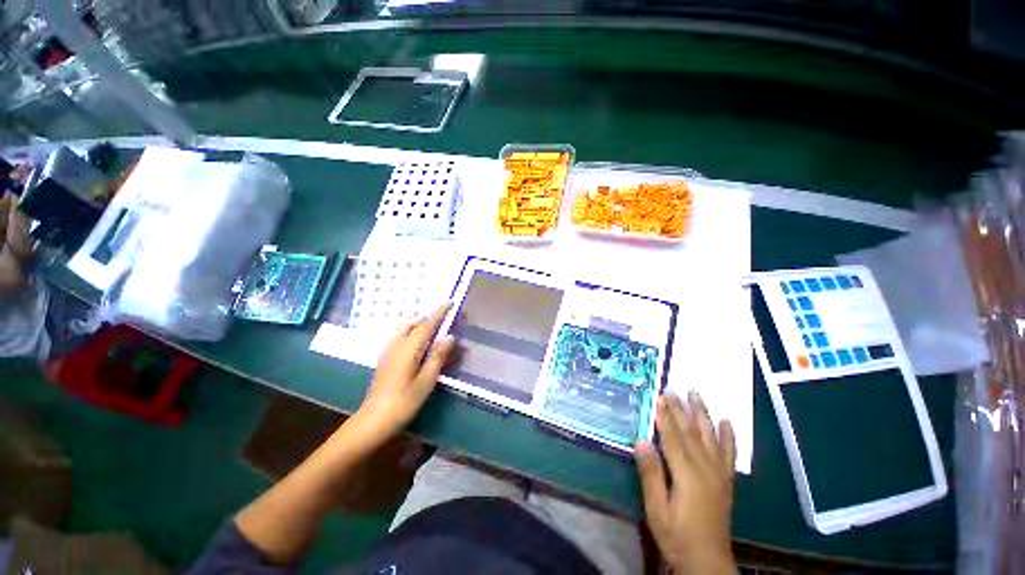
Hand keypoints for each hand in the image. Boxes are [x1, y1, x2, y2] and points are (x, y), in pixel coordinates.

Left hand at [354, 304, 455, 439]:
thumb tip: (450, 336)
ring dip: (420, 325)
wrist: (373, 420)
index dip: (440, 312)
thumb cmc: (404, 402)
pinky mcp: (385, 358)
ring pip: (406, 329)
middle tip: (446, 322)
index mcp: (409, 348)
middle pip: (415, 323)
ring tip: (434, 333)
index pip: (427, 324)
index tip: (450, 302)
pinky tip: (418, 346)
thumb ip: (438, 356)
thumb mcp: (426, 380)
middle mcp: (397, 344)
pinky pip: (400, 336)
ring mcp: (388, 350)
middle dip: (431, 319)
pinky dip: (412, 333)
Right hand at [636, 392, 736, 574]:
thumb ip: (650, 474)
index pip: (673, 437)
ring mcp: (719, 474)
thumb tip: (641, 441)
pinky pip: (729, 454)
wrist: (708, 561)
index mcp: (687, 474)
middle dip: (680, 408)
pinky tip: (727, 422)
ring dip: (702, 413)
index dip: (665, 415)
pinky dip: (728, 436)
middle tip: (671, 388)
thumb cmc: (676, 535)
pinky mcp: (726, 481)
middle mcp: (706, 469)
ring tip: (696, 394)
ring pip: (710, 436)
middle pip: (691, 432)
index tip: (658, 395)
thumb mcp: (656, 509)